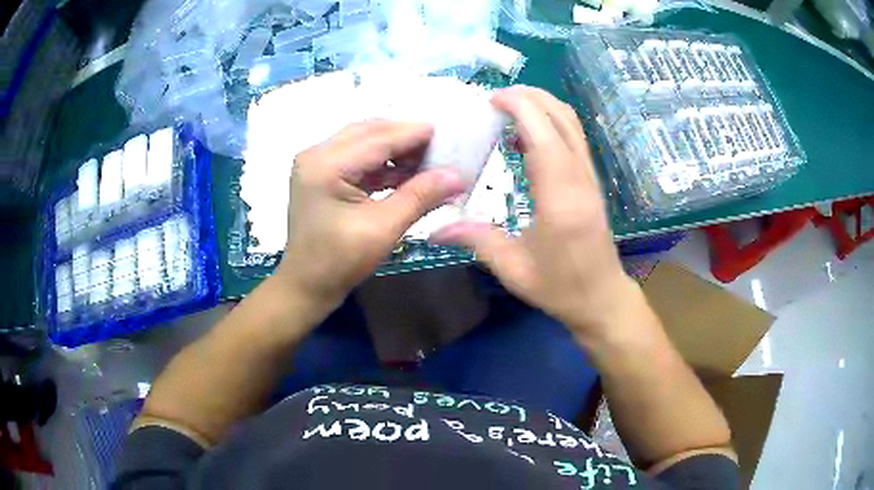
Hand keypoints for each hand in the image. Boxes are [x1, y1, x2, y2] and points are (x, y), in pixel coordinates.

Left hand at [276, 121, 465, 314]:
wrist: (307, 286)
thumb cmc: (340, 262)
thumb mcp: (383, 228)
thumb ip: (420, 196)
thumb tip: (457, 176)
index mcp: (326, 165)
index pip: (378, 138)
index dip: (415, 134)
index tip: (448, 133)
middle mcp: (317, 154)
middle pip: (369, 132)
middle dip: (406, 138)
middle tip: (440, 148)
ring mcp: (316, 163)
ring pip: (364, 143)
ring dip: (395, 150)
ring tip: (428, 161)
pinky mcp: (321, 175)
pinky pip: (357, 158)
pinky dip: (382, 164)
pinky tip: (406, 173)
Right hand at [432, 86, 639, 338]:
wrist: (601, 298)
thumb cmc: (560, 286)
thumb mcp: (513, 268)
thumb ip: (475, 239)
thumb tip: (433, 228)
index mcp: (559, 194)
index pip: (542, 131)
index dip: (517, 106)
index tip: (489, 101)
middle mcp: (579, 177)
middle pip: (561, 116)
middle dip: (529, 97)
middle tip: (495, 99)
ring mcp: (590, 177)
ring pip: (571, 123)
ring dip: (542, 106)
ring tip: (508, 109)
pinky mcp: (592, 181)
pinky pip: (573, 138)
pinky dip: (551, 124)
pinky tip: (525, 141)